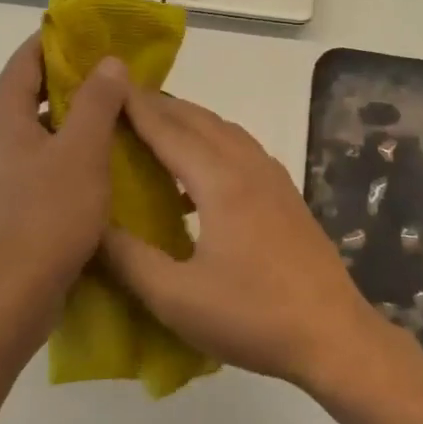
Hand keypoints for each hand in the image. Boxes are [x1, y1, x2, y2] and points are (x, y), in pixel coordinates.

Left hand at [0, 33, 129, 346]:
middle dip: (76, 79)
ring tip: (120, 114)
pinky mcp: (8, 201)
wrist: (10, 297)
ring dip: (76, 118)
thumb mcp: (83, 151)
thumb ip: (98, 101)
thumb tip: (108, 61)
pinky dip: (69, 150)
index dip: (61, 40)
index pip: (28, 57)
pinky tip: (103, 162)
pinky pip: (41, 159)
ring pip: (40, 128)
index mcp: (2, 114)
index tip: (99, 34)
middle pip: (33, 90)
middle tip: (121, 76)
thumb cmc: (47, 216)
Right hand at [100, 88, 392, 390]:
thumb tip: (90, 226)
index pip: (170, 131)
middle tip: (124, 102)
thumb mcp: (176, 297)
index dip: (136, 109)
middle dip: (162, 107)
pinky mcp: (287, 197)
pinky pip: (243, 152)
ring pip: (226, 133)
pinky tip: (199, 176)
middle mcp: (249, 168)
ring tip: (158, 127)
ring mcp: (274, 180)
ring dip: (191, 122)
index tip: (108, 88)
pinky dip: (215, 144)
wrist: (333, 335)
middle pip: (200, 121)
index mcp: (221, 182)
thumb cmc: (252, 316)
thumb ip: (128, 259)